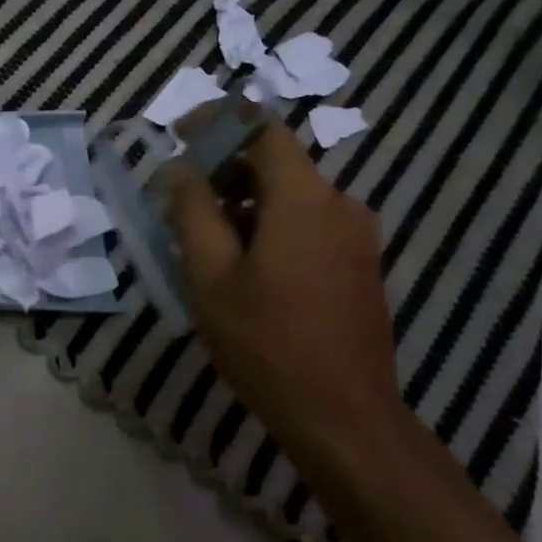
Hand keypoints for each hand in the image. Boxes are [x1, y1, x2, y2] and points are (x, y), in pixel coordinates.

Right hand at [166, 118, 402, 444]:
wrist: (345, 419)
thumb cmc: (268, 344)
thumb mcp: (211, 276)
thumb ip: (192, 211)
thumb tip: (181, 170)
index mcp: (304, 197)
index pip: (261, 127)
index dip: (217, 122)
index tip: (179, 136)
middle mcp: (340, 204)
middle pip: (277, 161)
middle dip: (226, 167)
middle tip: (184, 198)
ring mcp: (357, 236)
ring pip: (293, 195)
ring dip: (247, 200)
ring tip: (208, 238)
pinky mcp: (361, 264)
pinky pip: (311, 223)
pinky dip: (274, 224)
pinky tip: (246, 265)